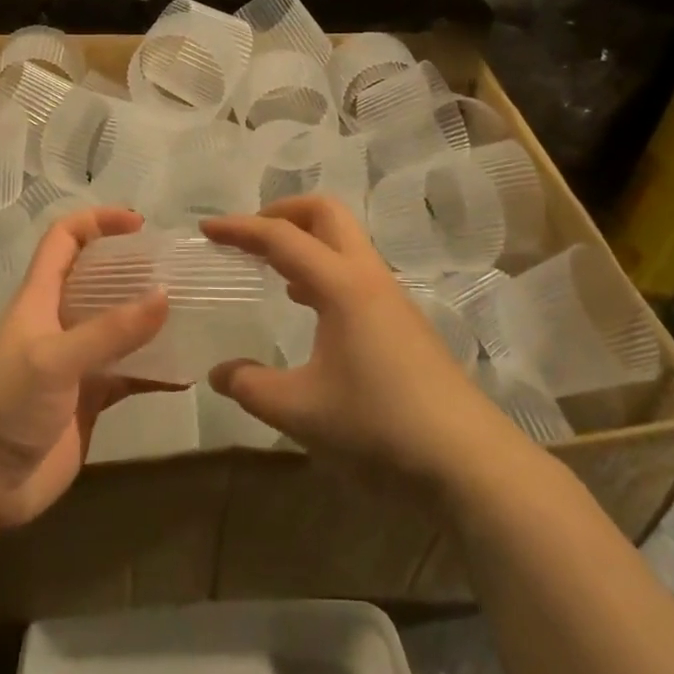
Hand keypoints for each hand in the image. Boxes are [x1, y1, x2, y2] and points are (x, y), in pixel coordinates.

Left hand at [0, 207, 167, 528]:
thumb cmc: (4, 405)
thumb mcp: (54, 359)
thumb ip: (109, 331)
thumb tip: (165, 296)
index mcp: (41, 297)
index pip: (65, 239)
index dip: (98, 222)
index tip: (139, 224)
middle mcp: (60, 321)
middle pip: (100, 279)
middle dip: (136, 269)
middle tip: (179, 270)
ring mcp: (76, 363)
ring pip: (119, 328)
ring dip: (151, 321)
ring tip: (194, 314)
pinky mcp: (88, 401)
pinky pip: (129, 376)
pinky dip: (156, 372)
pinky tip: (187, 375)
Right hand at [202, 197, 511, 490]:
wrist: (468, 462)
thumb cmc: (379, 426)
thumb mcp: (301, 412)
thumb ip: (251, 387)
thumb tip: (218, 373)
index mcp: (341, 285)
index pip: (282, 237)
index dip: (240, 228)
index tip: (206, 229)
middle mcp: (368, 277)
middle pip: (326, 213)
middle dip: (283, 211)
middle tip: (248, 235)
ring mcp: (391, 297)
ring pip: (345, 242)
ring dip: (305, 240)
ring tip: (270, 267)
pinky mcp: (403, 321)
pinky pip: (355, 272)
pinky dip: (323, 270)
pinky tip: (308, 306)